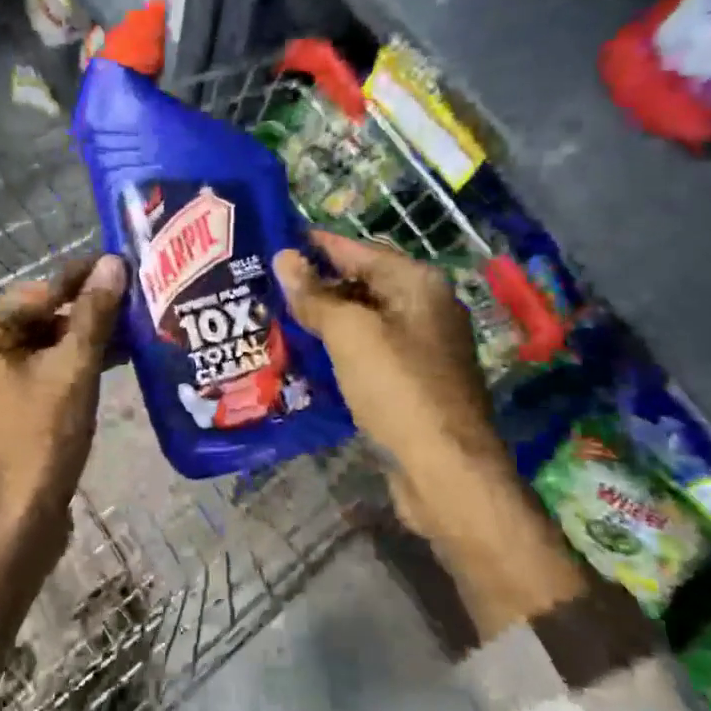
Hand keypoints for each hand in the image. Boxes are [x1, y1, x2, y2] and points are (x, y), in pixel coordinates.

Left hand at [0, 254, 126, 552]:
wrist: (15, 520)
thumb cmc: (40, 439)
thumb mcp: (74, 370)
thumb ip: (94, 314)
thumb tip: (114, 262)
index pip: (44, 289)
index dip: (89, 278)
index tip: (129, 262)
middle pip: (43, 313)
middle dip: (91, 309)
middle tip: (140, 297)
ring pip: (45, 340)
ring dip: (87, 336)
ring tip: (137, 325)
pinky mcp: (3, 398)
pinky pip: (42, 366)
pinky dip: (74, 361)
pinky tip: (116, 356)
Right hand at [276, 233, 583, 628]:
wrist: (445, 470)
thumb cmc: (398, 388)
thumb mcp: (350, 333)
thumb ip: (316, 295)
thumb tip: (284, 257)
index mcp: (418, 284)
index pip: (359, 250)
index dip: (317, 245)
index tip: (274, 240)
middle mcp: (425, 309)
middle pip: (362, 284)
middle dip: (316, 285)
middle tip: (265, 284)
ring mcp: (422, 348)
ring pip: (363, 322)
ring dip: (324, 321)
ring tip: (274, 318)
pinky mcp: (412, 383)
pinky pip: (368, 354)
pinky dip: (338, 351)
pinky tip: (304, 358)